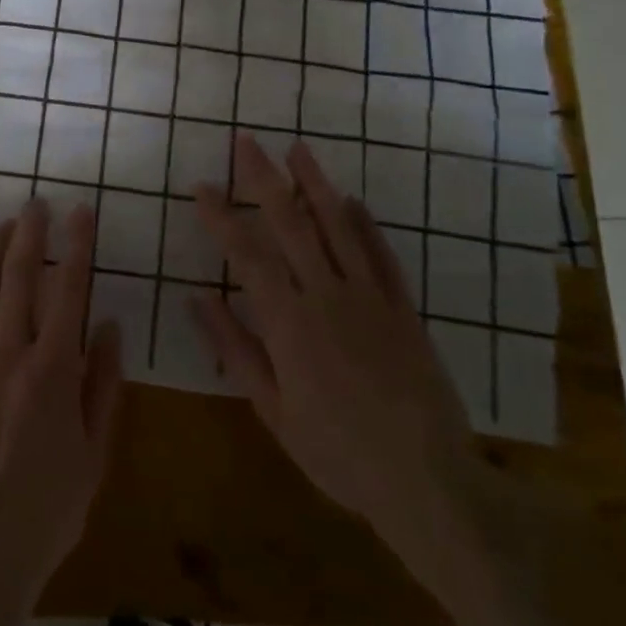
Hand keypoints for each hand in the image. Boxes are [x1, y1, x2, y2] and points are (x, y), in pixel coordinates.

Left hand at [0, 199, 123, 617]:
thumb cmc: (46, 509)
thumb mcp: (94, 453)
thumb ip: (103, 384)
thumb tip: (106, 325)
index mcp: (53, 370)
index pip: (69, 289)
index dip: (76, 245)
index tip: (80, 212)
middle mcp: (8, 353)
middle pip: (18, 275)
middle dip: (30, 232)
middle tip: (37, 204)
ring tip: (2, 224)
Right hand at [191, 134, 484, 583]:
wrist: (429, 483)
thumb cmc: (338, 453)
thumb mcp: (273, 410)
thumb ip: (234, 348)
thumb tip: (196, 297)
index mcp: (290, 323)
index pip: (247, 255)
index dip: (222, 217)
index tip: (202, 186)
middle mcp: (328, 296)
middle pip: (291, 224)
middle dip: (264, 179)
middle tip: (246, 142)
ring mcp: (371, 299)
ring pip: (339, 227)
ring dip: (315, 185)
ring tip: (297, 150)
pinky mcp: (403, 309)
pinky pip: (382, 256)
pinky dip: (365, 225)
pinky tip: (351, 200)